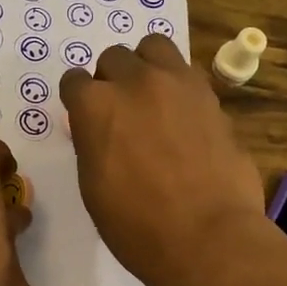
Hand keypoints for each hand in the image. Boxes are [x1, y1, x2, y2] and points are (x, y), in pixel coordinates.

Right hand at [60, 35, 265, 285]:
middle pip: (115, 58)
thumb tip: (99, 130)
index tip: (85, 119)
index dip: (78, 101)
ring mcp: (178, 84)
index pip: (74, 81)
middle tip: (120, 112)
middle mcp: (135, 82)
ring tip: (152, 98)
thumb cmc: (136, 226)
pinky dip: (179, 85)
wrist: (207, 238)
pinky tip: (182, 116)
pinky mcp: (212, 97)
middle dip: (112, 79)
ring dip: (147, 66)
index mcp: (95, 106)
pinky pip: (188, 73)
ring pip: (155, 47)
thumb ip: (92, 144)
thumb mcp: (93, 187)